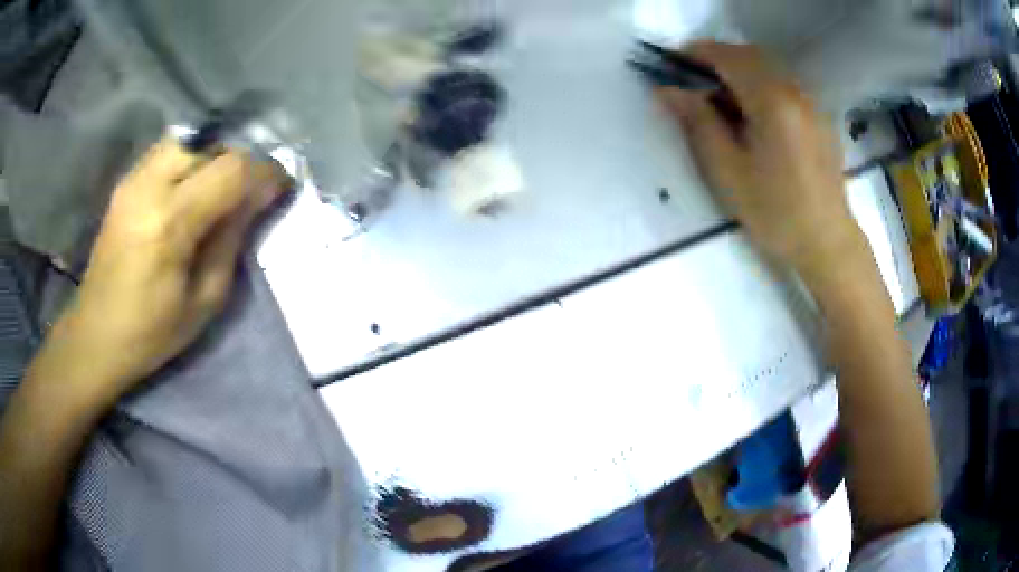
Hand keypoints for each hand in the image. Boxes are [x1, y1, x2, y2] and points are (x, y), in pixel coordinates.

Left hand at [50, 138, 287, 405]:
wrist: (96, 334)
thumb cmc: (152, 332)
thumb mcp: (205, 300)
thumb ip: (232, 241)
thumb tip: (257, 200)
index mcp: (170, 223)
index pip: (231, 171)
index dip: (264, 172)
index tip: (281, 186)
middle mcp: (149, 186)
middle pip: (211, 146)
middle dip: (238, 164)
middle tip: (248, 194)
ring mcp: (133, 179)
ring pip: (189, 141)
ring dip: (213, 159)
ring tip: (217, 190)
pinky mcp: (125, 182)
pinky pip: (168, 152)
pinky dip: (189, 161)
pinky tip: (188, 190)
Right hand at [659, 42, 860, 272]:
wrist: (826, 243)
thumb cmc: (776, 213)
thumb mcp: (727, 171)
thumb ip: (698, 122)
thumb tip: (668, 89)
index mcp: (772, 102)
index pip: (728, 56)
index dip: (696, 54)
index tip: (672, 65)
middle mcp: (795, 91)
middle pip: (749, 55)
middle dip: (717, 60)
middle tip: (694, 83)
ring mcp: (811, 103)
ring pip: (769, 68)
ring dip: (739, 72)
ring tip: (722, 101)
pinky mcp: (819, 117)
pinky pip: (784, 85)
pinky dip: (761, 85)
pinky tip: (754, 116)